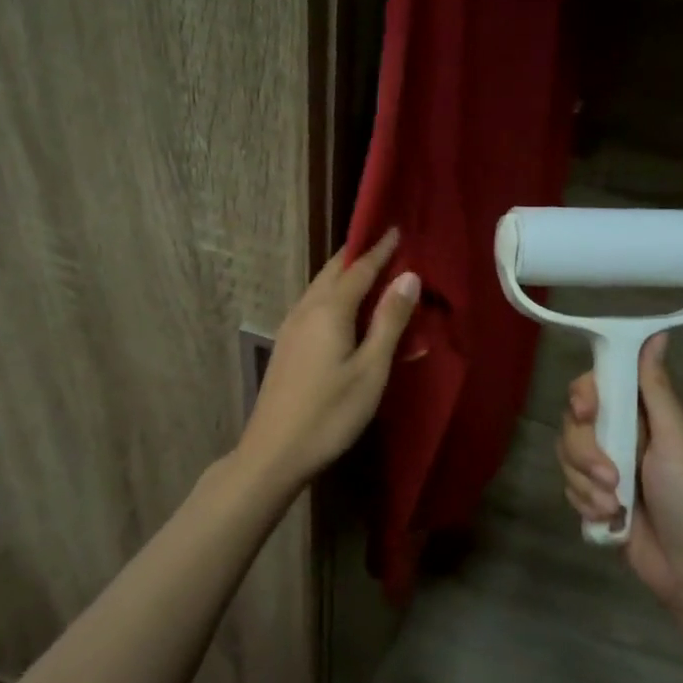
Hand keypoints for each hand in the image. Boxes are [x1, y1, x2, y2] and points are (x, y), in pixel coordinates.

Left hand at [236, 229, 420, 491]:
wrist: (274, 452)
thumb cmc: (330, 414)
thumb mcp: (371, 370)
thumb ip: (389, 321)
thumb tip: (409, 276)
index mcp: (329, 310)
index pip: (360, 269)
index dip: (380, 250)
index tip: (396, 230)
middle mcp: (306, 310)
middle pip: (334, 272)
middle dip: (359, 256)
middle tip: (384, 246)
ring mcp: (291, 328)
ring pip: (320, 289)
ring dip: (344, 276)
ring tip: (369, 273)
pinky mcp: (286, 347)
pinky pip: (313, 307)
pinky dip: (334, 297)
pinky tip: (344, 311)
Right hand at [556, 333, 682, 613]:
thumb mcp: (678, 441)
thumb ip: (658, 391)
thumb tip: (657, 333)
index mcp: (646, 416)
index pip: (600, 385)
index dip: (585, 395)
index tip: (586, 412)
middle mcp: (623, 435)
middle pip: (575, 422)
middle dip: (586, 452)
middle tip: (611, 478)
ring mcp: (608, 468)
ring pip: (567, 455)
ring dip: (586, 484)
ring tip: (615, 507)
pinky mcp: (596, 498)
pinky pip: (569, 486)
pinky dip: (584, 503)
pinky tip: (609, 520)